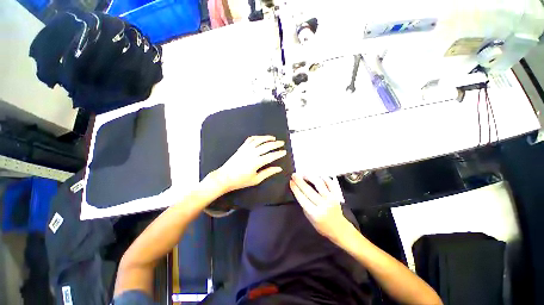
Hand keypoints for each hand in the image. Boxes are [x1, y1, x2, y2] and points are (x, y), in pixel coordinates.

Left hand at [213, 135, 286, 192]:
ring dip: (267, 138)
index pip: (271, 156)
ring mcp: (246, 149)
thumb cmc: (241, 180)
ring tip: (273, 138)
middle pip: (267, 146)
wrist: (225, 177)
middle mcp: (252, 153)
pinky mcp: (242, 147)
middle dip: (276, 144)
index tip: (284, 152)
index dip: (279, 153)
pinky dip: (257, 137)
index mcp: (257, 162)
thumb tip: (279, 169)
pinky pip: (250, 139)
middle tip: (282, 143)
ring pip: (259, 140)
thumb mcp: (256, 179)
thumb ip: (268, 173)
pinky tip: (261, 138)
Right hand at [290, 174, 351, 241]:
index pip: (302, 198)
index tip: (291, 182)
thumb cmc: (322, 225)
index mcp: (315, 213)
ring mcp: (331, 199)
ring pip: (319, 184)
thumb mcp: (310, 219)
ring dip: (310, 177)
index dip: (295, 189)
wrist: (339, 228)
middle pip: (309, 190)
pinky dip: (324, 178)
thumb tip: (299, 191)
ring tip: (304, 173)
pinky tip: (317, 175)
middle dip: (300, 181)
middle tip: (294, 175)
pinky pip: (330, 184)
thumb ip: (305, 206)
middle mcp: (323, 205)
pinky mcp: (336, 195)